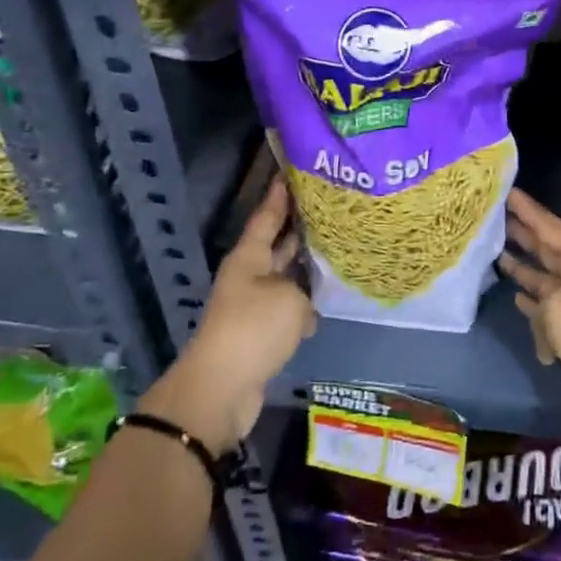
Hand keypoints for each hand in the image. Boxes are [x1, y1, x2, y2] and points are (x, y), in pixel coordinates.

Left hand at [139, 177, 315, 454]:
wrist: (222, 388)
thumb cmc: (253, 329)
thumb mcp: (289, 299)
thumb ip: (304, 291)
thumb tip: (305, 305)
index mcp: (249, 257)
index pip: (267, 216)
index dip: (279, 195)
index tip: (291, 171)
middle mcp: (250, 275)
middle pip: (277, 244)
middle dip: (299, 227)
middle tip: (329, 207)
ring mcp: (254, 305)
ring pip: (286, 276)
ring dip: (307, 267)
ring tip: (339, 250)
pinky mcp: (261, 333)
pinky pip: (288, 307)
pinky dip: (306, 304)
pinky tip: (329, 301)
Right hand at [498, 188, 560, 436]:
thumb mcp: (558, 305)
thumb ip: (537, 297)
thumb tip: (532, 310)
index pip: (549, 226)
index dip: (528, 209)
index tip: (507, 190)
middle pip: (545, 249)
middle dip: (522, 233)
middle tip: (494, 215)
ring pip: (542, 279)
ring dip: (522, 268)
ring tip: (496, 252)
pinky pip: (544, 311)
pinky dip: (530, 305)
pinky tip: (515, 297)